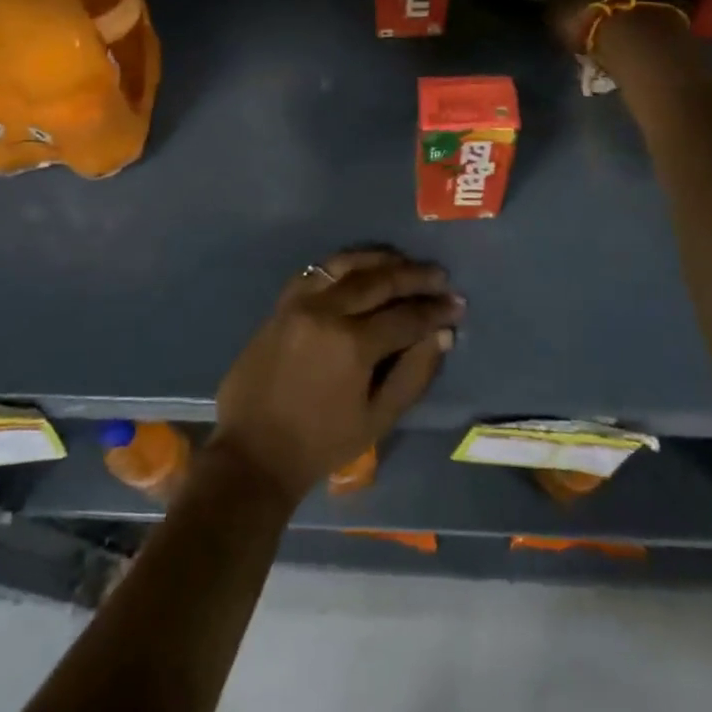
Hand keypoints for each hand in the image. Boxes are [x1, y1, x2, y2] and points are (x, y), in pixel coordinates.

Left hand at [209, 249, 463, 503]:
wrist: (254, 452)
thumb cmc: (321, 444)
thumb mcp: (377, 419)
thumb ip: (413, 373)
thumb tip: (442, 334)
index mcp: (352, 345)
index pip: (405, 316)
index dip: (436, 310)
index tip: (457, 304)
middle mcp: (326, 312)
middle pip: (378, 281)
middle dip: (414, 276)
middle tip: (439, 276)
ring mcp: (299, 303)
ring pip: (346, 265)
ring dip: (379, 259)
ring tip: (404, 262)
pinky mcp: (280, 304)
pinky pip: (316, 271)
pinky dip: (342, 264)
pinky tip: (360, 267)